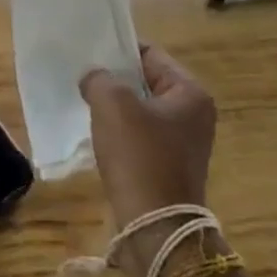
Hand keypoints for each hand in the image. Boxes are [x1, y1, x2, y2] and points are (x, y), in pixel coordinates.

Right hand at [81, 45, 217, 276]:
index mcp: (190, 93)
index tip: (88, 53)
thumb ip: (99, 78)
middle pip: (145, 81)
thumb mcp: (112, 103)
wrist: (155, 225)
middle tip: (83, 78)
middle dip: (114, 79)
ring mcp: (184, 142)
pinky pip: (139, 135)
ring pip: (140, 109)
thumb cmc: (139, 155)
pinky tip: (98, 135)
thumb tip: (94, 79)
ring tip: (86, 104)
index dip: (117, 50)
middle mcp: (194, 114)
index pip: (150, 54)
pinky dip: (119, 131)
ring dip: (114, 107)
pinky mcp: (169, 165)